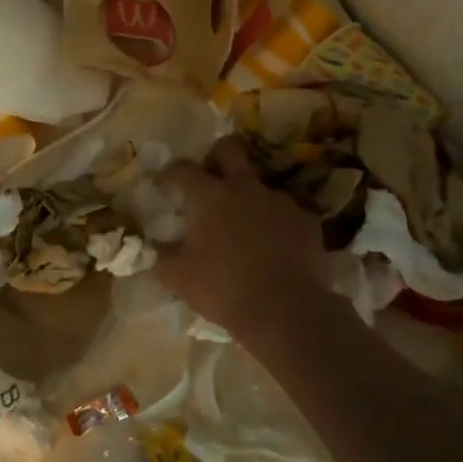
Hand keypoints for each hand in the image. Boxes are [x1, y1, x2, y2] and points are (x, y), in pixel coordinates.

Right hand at [155, 138, 331, 338]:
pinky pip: (285, 213)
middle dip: (215, 156)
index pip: (183, 169)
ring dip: (248, 197)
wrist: (287, 312)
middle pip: (229, 149)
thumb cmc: (224, 289)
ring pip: (260, 185)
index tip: (162, 183)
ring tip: (243, 226)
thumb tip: (156, 248)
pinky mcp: (307, 222)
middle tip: (208, 178)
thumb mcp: (179, 278)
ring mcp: (280, 202)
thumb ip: (163, 256)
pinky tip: (272, 247)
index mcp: (209, 196)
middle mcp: (245, 188)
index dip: (169, 172)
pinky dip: (275, 224)